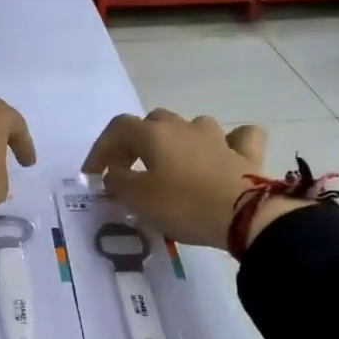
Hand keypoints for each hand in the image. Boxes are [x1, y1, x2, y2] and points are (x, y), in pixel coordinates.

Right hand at [81, 110, 303, 251]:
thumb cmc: (183, 205)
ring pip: (191, 126)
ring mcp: (218, 137)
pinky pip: (237, 138)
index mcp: (154, 134)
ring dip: (177, 141)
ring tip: (171, 165)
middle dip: (135, 143)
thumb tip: (115, 174)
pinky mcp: (245, 153)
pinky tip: (225, 154)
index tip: (92, 175)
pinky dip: (228, 143)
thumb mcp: (138, 199)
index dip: (100, 149)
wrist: (244, 215)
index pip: (117, 129)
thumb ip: (119, 183)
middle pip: (153, 123)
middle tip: (127, 171)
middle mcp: (184, 126)